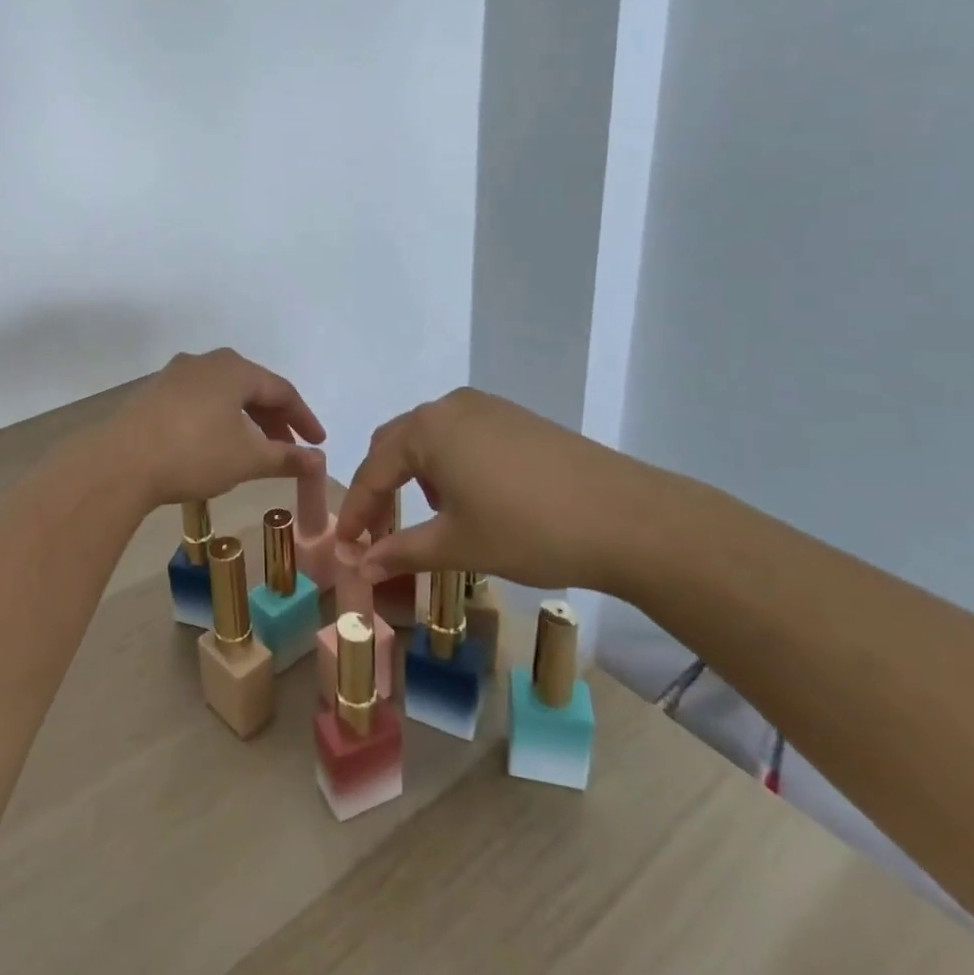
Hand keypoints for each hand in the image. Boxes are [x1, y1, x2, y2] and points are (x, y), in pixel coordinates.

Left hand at [101, 349, 325, 508]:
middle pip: (252, 387)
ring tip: (255, 449)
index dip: (304, 418)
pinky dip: (218, 420)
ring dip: (246, 420)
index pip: (282, 390)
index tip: (318, 443)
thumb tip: (317, 461)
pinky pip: (199, 401)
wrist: (121, 462)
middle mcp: (206, 361)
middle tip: (289, 449)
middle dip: (274, 419)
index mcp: (234, 369)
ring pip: (223, 394)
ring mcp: (175, 375)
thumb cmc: (194, 453)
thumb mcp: (248, 459)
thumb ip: (286, 457)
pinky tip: (217, 444)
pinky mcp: (154, 393)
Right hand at [333, 388, 668, 593]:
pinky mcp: (516, 418)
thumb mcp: (458, 545)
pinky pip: (462, 436)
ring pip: (430, 437)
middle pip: (396, 444)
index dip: (356, 511)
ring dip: (415, 474)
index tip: (345, 547)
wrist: (628, 518)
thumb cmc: (528, 530)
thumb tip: (359, 568)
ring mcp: (487, 408)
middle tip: (376, 532)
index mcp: (427, 429)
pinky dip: (449, 464)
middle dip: (381, 487)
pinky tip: (470, 498)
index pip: (374, 470)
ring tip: (428, 518)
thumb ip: (401, 551)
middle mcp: (449, 406)